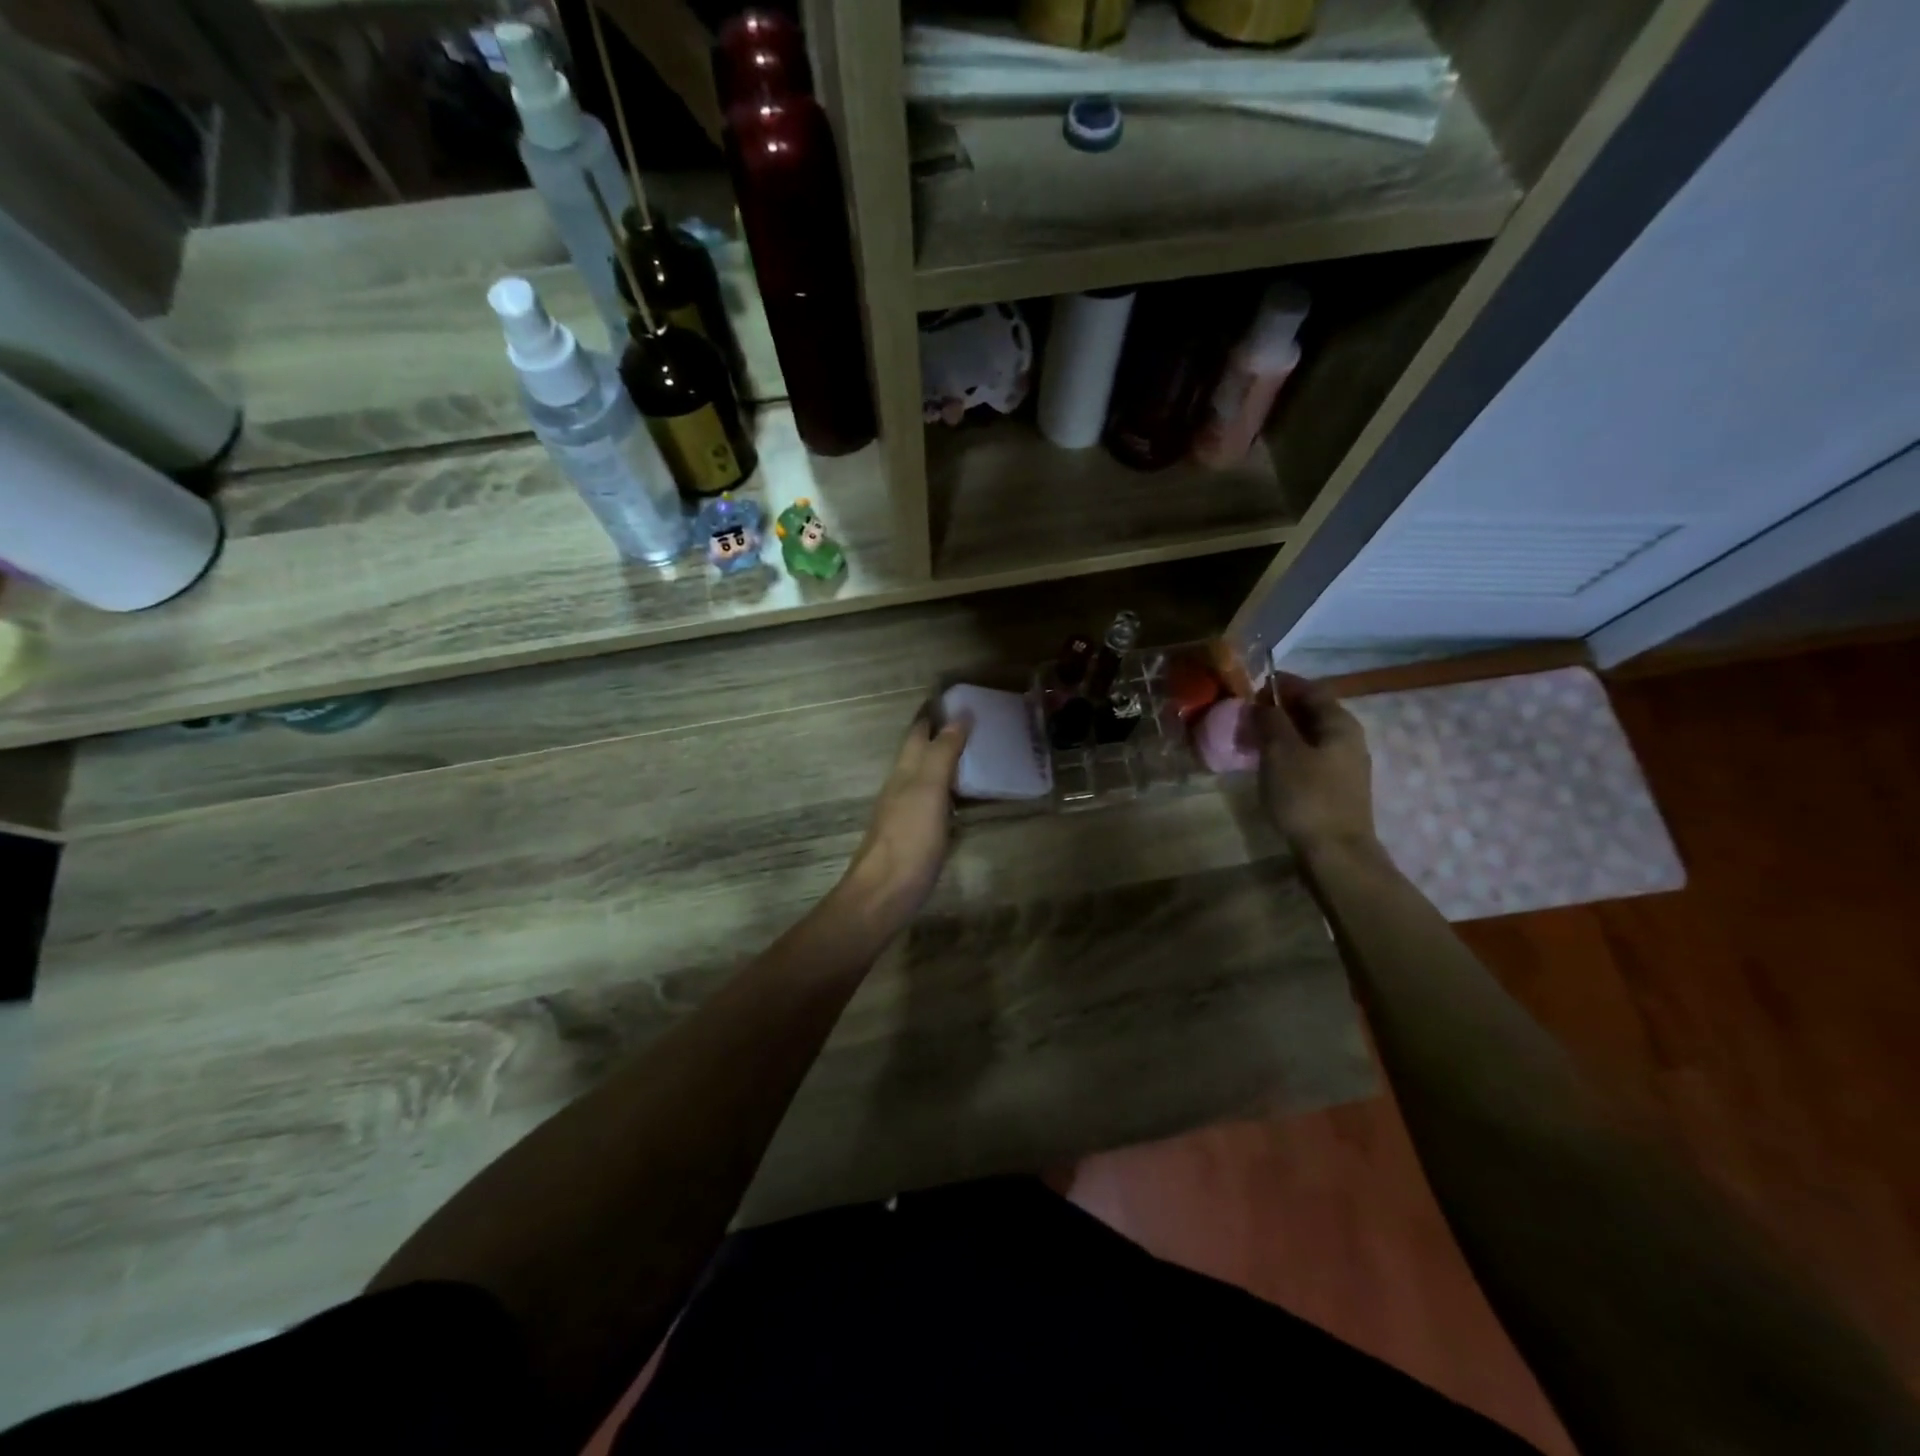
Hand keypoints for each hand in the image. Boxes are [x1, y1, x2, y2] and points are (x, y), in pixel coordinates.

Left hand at [839, 711, 970, 934]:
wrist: (884, 894)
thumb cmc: (908, 838)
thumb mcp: (928, 790)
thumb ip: (942, 753)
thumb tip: (959, 716)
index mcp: (905, 772)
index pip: (917, 733)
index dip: (933, 715)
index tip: (955, 699)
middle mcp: (901, 787)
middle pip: (919, 754)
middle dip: (940, 736)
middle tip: (972, 725)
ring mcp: (905, 814)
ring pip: (925, 779)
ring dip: (945, 764)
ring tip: (974, 757)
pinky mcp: (914, 838)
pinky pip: (933, 804)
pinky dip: (948, 793)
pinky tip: (961, 801)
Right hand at [1249, 672, 1376, 853]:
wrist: (1335, 854)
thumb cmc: (1306, 797)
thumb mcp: (1280, 752)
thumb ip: (1271, 721)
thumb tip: (1262, 704)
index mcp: (1339, 724)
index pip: (1311, 689)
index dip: (1281, 684)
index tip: (1251, 686)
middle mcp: (1348, 739)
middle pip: (1311, 712)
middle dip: (1278, 709)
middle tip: (1245, 714)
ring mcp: (1344, 766)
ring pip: (1308, 737)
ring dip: (1280, 733)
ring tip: (1249, 739)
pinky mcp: (1335, 789)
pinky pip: (1308, 758)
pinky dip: (1286, 754)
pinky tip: (1266, 765)